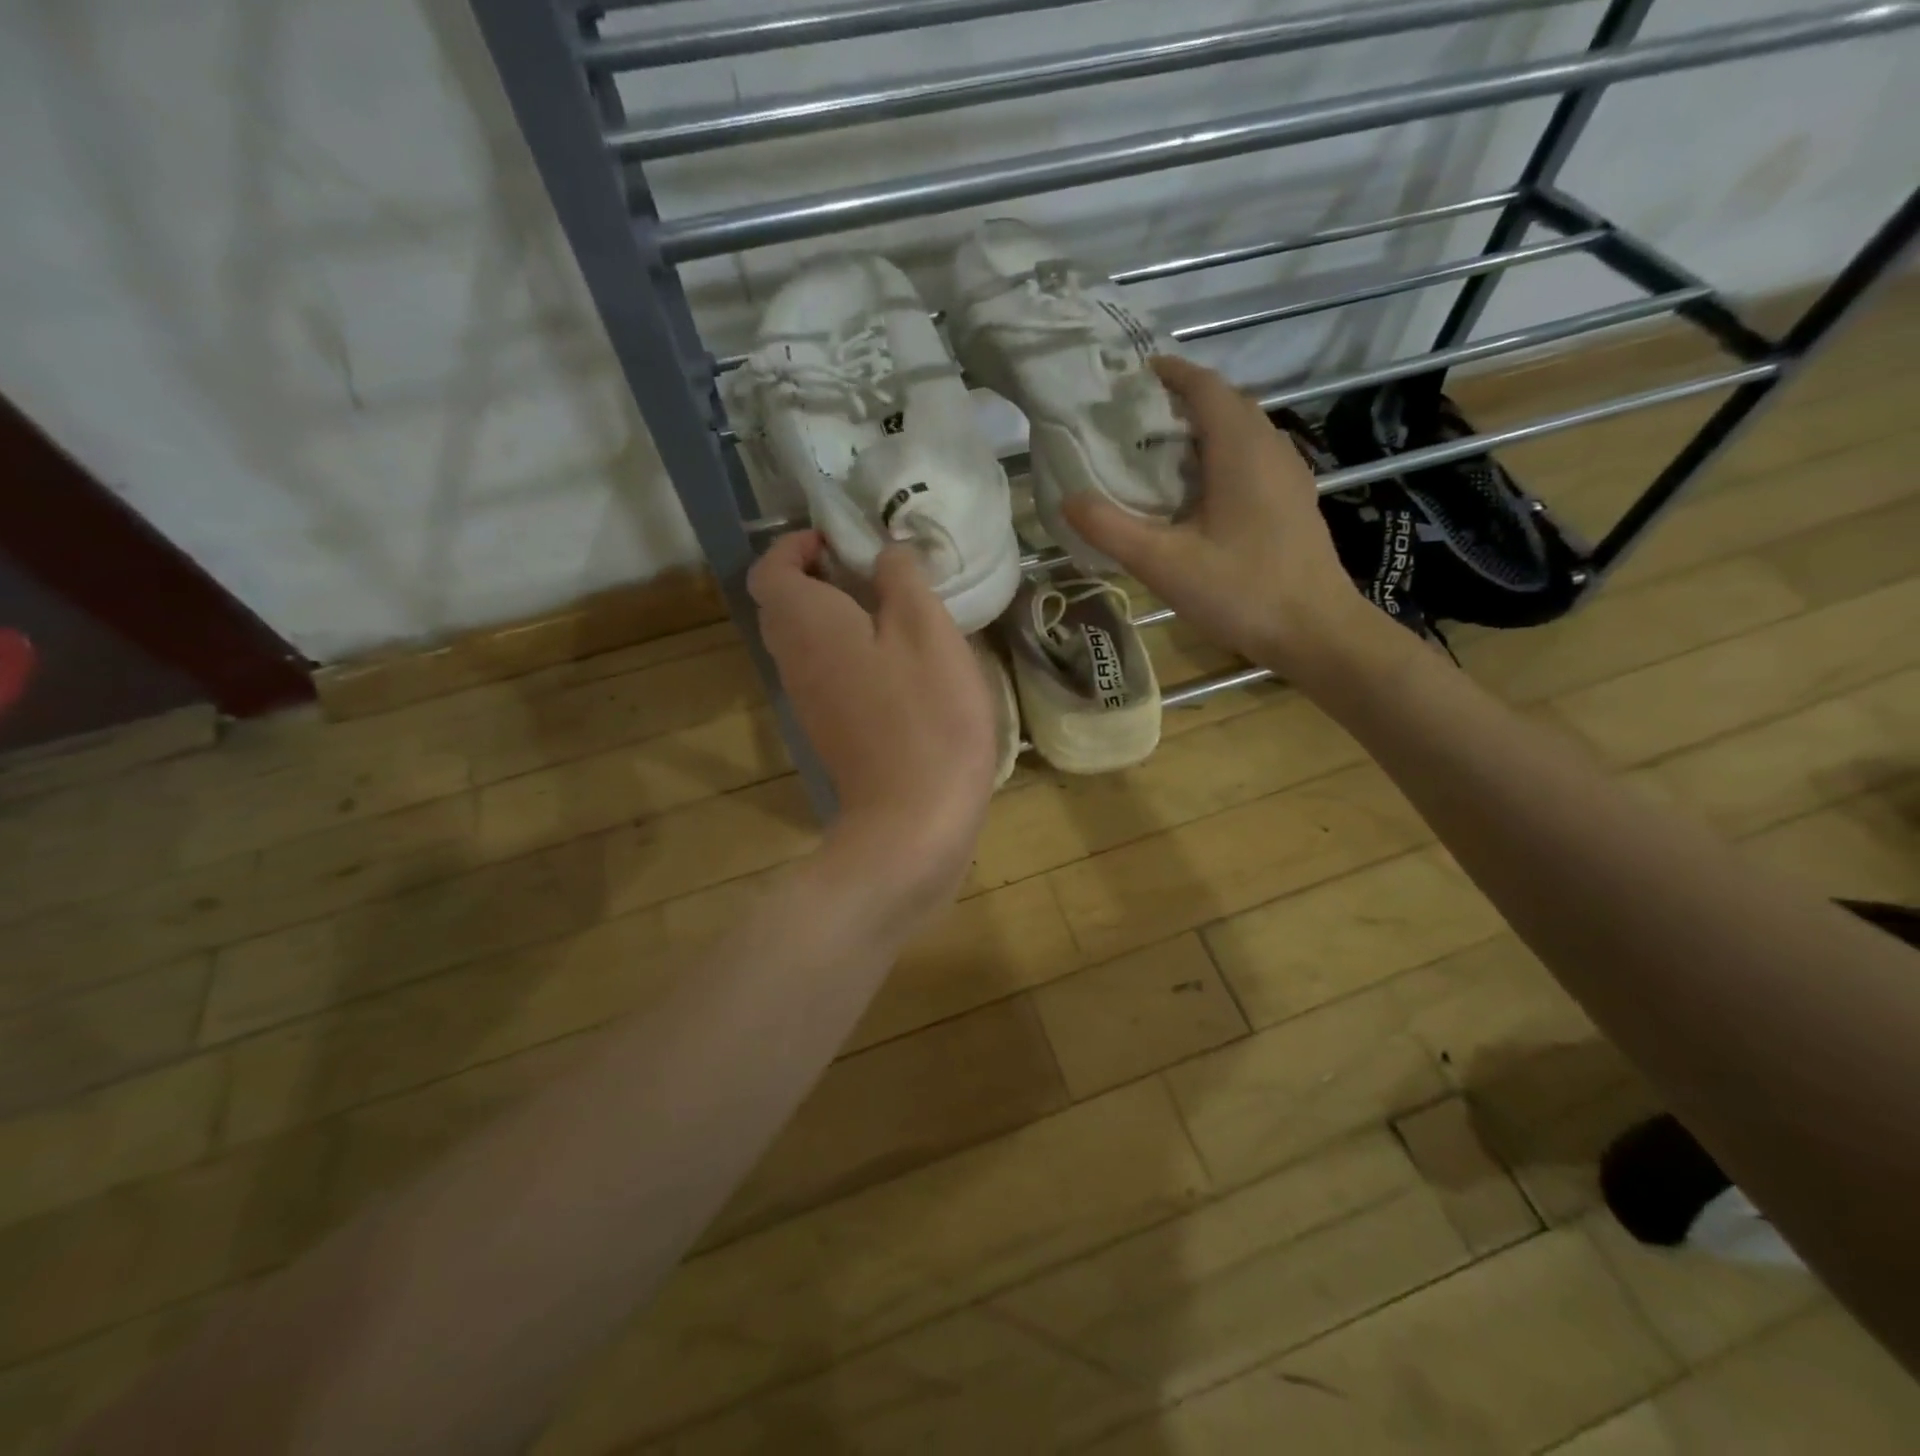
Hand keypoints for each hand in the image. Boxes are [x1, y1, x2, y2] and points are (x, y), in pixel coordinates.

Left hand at [749, 531, 995, 912]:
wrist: (913, 820)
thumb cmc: (925, 716)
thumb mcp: (926, 630)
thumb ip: (901, 578)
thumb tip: (884, 555)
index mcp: (806, 623)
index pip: (770, 569)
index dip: (797, 545)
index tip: (842, 542)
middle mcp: (793, 659)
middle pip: (784, 605)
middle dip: (819, 578)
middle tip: (875, 573)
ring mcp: (807, 701)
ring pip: (805, 642)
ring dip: (836, 617)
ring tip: (894, 614)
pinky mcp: (829, 731)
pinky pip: (825, 673)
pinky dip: (848, 654)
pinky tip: (898, 664)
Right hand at [1064, 356, 1375, 679]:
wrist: (1315, 631)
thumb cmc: (1241, 591)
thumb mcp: (1164, 564)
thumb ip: (1111, 529)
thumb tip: (1068, 499)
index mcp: (1240, 449)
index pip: (1205, 387)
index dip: (1170, 374)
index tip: (1134, 376)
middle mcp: (1270, 448)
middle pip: (1226, 404)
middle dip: (1182, 401)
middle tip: (1136, 420)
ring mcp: (1289, 474)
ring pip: (1243, 432)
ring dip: (1203, 430)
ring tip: (1160, 454)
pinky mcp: (1294, 501)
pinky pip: (1254, 458)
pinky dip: (1221, 457)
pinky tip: (1199, 494)